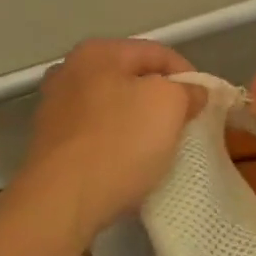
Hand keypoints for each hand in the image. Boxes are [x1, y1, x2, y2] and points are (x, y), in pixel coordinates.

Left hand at [16, 38, 206, 243]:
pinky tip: (129, 164)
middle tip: (185, 123)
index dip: (189, 74)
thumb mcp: (169, 105)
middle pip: (131, 78)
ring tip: (160, 147)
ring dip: (138, 122)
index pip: (157, 53)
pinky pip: (96, 135)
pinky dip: (116, 143)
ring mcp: (54, 108)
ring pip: (113, 107)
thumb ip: (187, 90)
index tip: (205, 103)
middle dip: (161, 98)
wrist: (61, 202)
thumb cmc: (120, 143)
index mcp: (97, 52)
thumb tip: (192, 92)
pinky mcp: (50, 144)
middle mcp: (69, 71)